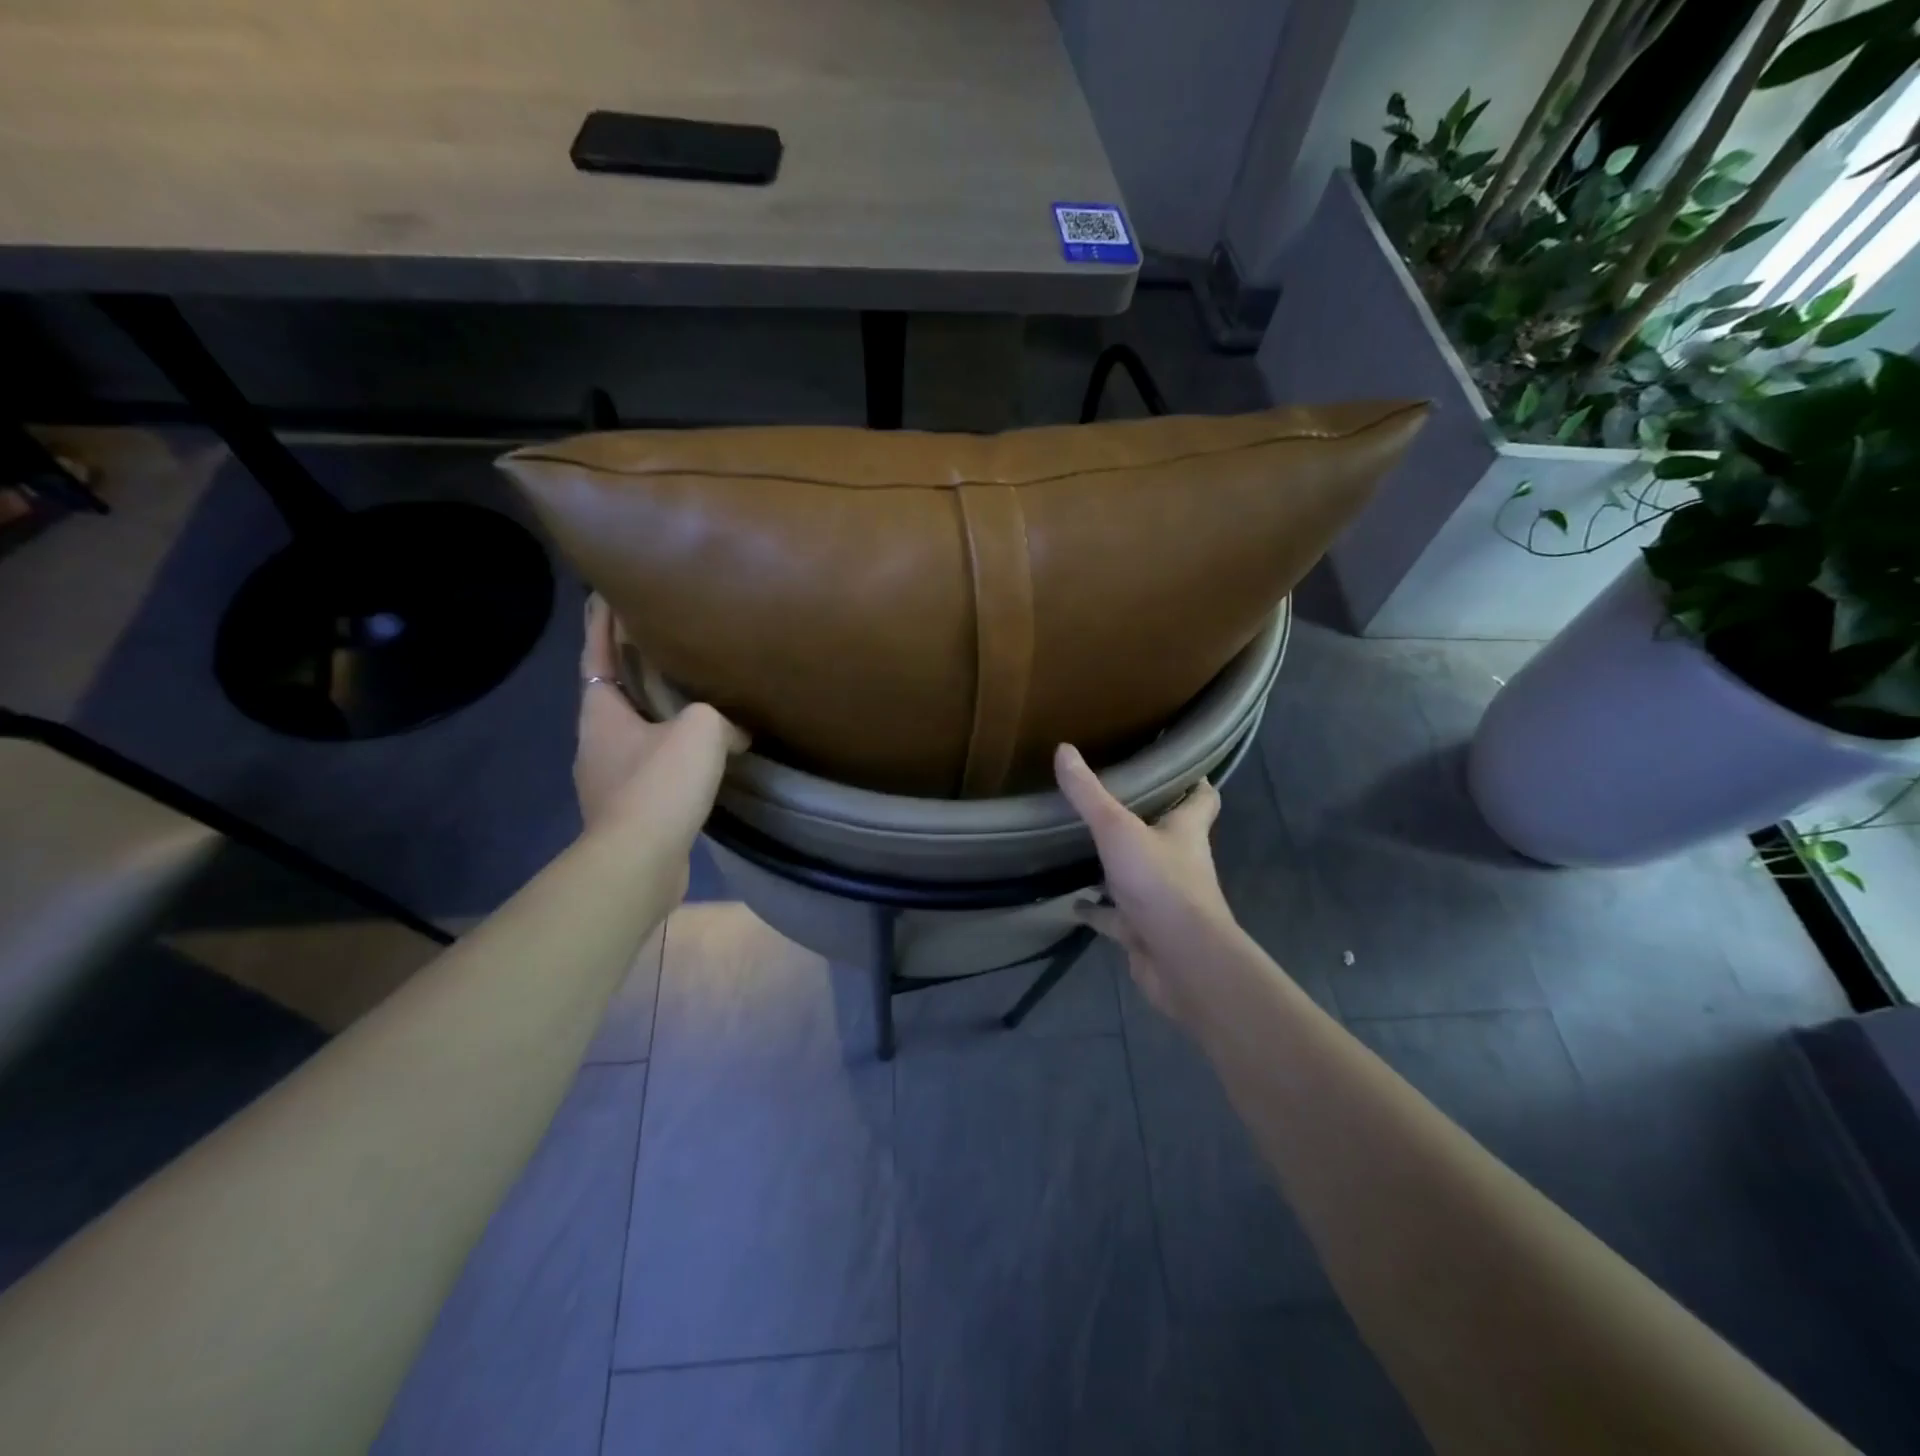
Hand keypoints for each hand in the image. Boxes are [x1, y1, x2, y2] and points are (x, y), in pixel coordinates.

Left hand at [575, 595, 745, 834]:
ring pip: (631, 733)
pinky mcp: (626, 810)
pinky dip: (667, 753)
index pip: (596, 653)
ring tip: (685, 700)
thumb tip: (736, 731)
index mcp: (601, 713)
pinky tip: (695, 757)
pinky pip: (648, 767)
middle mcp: (595, 742)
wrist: (639, 861)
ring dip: (651, 714)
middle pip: (611, 693)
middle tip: (659, 643)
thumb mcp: (700, 732)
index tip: (607, 593)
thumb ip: (719, 716)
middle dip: (629, 667)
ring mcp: (607, 779)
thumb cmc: (659, 784)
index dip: (601, 622)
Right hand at [1054, 743, 1241, 1031]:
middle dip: (1146, 818)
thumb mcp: (1118, 830)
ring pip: (1138, 875)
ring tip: (1083, 845)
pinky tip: (1072, 903)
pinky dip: (1095, 910)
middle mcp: (1180, 862)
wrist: (1181, 960)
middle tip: (1113, 797)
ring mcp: (1163, 899)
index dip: (1194, 781)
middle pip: (1168, 834)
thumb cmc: (1160, 884)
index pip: (1202, 798)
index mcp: (1186, 831)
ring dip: (1116, 865)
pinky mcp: (1144, 931)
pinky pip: (1115, 916)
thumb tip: (1064, 748)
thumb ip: (1090, 794)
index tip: (1176, 764)